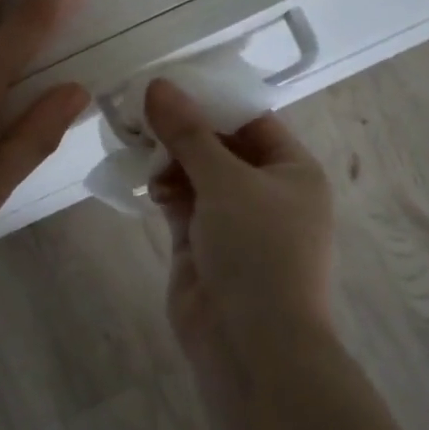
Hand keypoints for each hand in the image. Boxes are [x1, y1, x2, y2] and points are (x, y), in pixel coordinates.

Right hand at [144, 78, 335, 353]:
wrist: (253, 345)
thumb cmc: (257, 250)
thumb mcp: (225, 180)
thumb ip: (188, 132)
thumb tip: (158, 84)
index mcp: (292, 170)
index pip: (250, 120)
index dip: (211, 100)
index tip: (167, 84)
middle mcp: (266, 191)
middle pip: (219, 145)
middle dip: (182, 130)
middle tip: (140, 111)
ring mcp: (234, 220)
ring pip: (196, 174)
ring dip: (169, 160)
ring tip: (137, 144)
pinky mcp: (204, 244)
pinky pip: (182, 203)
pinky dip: (164, 189)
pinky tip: (145, 182)